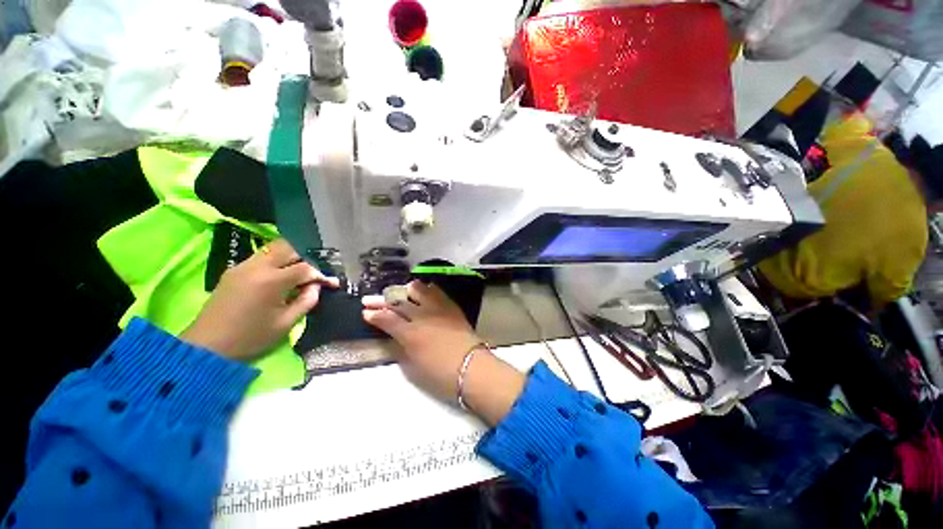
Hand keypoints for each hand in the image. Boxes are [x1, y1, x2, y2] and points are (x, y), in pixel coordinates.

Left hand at [181, 239, 338, 360]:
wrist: (207, 346)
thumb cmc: (250, 337)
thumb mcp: (286, 323)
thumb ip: (306, 301)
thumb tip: (316, 287)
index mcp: (271, 281)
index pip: (305, 268)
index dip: (321, 275)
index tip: (332, 284)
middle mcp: (257, 267)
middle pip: (289, 248)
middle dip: (307, 257)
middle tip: (316, 272)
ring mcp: (242, 266)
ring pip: (273, 249)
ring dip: (291, 256)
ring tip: (301, 271)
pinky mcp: (233, 271)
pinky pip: (261, 257)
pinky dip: (276, 261)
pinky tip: (281, 275)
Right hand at [362, 281, 524, 424]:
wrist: (472, 367)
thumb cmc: (441, 374)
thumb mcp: (413, 367)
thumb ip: (401, 348)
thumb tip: (395, 336)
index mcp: (410, 334)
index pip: (387, 319)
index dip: (374, 315)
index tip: (365, 312)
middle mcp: (422, 316)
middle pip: (398, 302)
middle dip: (382, 300)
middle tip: (371, 299)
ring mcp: (438, 308)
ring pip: (418, 290)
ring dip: (406, 291)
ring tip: (402, 293)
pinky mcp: (451, 306)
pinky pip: (437, 292)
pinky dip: (427, 289)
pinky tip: (424, 291)